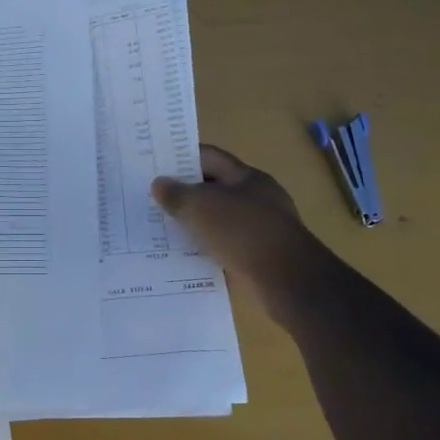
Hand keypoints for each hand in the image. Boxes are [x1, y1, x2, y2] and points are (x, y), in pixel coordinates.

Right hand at [152, 145, 320, 310]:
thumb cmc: (244, 232)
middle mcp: (257, 199)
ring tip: (160, 228)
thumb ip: (177, 194)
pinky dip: (205, 250)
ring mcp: (259, 230)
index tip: (155, 164)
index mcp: (248, 178)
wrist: (288, 282)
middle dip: (184, 193)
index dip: (182, 157)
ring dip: (193, 224)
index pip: (210, 157)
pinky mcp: (258, 258)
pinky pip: (224, 247)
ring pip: (218, 220)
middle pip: (214, 189)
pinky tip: (182, 257)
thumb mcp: (202, 207)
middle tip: (151, 198)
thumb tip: (159, 184)